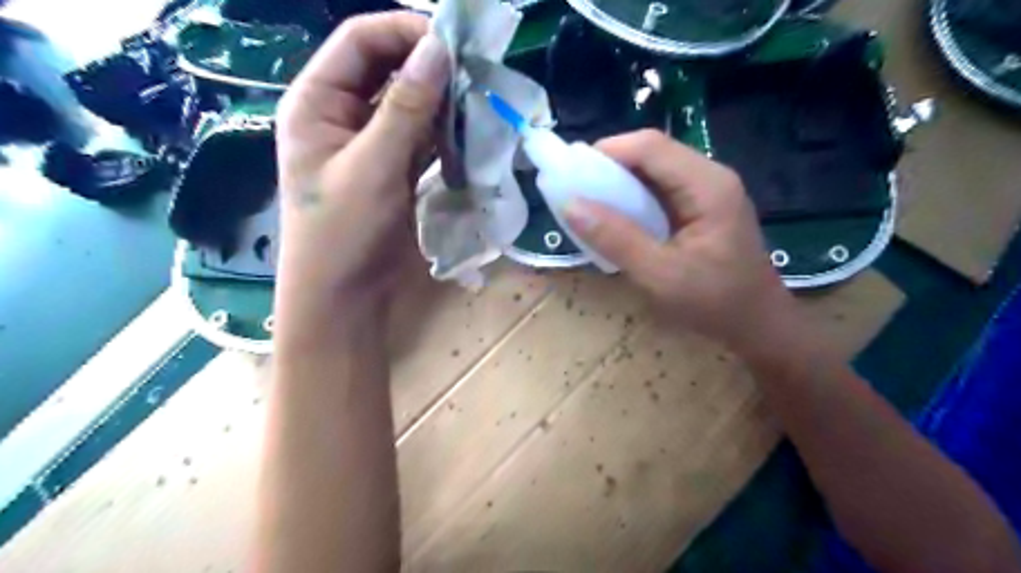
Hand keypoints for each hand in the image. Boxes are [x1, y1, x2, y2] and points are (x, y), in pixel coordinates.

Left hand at [273, 14, 447, 341]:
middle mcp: (342, 115)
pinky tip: (469, 136)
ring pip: (410, 106)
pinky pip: (422, 139)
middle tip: (477, 73)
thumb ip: (406, 108)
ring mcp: (371, 144)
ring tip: (480, 103)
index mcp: (317, 102)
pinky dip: (445, 135)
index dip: (406, 31)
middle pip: (388, 70)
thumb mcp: (372, 167)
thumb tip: (439, 49)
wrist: (343, 298)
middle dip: (430, 68)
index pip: (361, 41)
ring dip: (443, 103)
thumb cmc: (343, 233)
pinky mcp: (393, 170)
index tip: (456, 44)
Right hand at [567, 129, 796, 356]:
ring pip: (654, 171)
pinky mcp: (701, 208)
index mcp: (707, 185)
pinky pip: (660, 190)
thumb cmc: (714, 304)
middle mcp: (710, 177)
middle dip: (610, 167)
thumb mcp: (659, 275)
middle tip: (576, 192)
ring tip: (590, 206)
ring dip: (619, 183)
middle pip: (652, 153)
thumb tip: (570, 205)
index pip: (650, 147)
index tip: (571, 174)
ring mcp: (708, 191)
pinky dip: (633, 199)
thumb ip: (616, 239)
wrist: (758, 326)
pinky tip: (617, 220)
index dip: (607, 152)